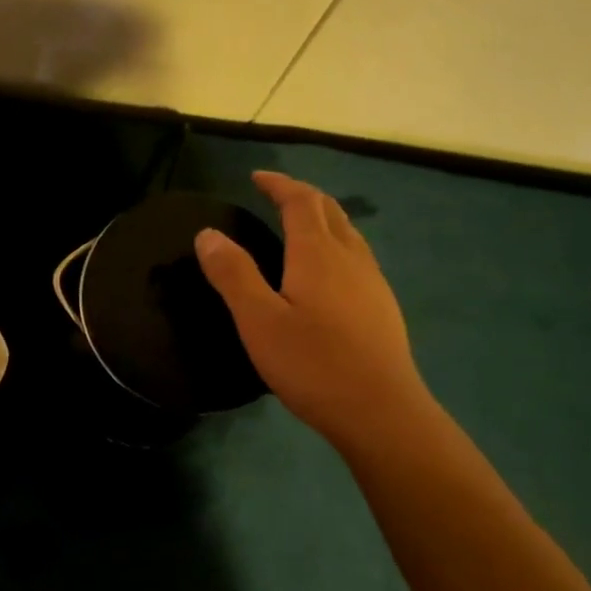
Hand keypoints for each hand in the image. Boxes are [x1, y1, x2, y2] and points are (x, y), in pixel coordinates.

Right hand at [195, 170, 430, 446]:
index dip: (278, 185)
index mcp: (317, 253)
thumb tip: (208, 234)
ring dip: (323, 218)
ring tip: (301, 224)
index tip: (256, 177)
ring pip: (348, 233)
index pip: (300, 201)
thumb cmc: (313, 364)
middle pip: (329, 210)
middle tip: (276, 194)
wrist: (381, 412)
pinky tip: (329, 271)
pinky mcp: (382, 307)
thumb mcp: (258, 320)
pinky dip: (336, 244)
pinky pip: (357, 257)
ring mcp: (372, 282)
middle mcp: (350, 257)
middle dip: (301, 195)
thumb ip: (233, 274)